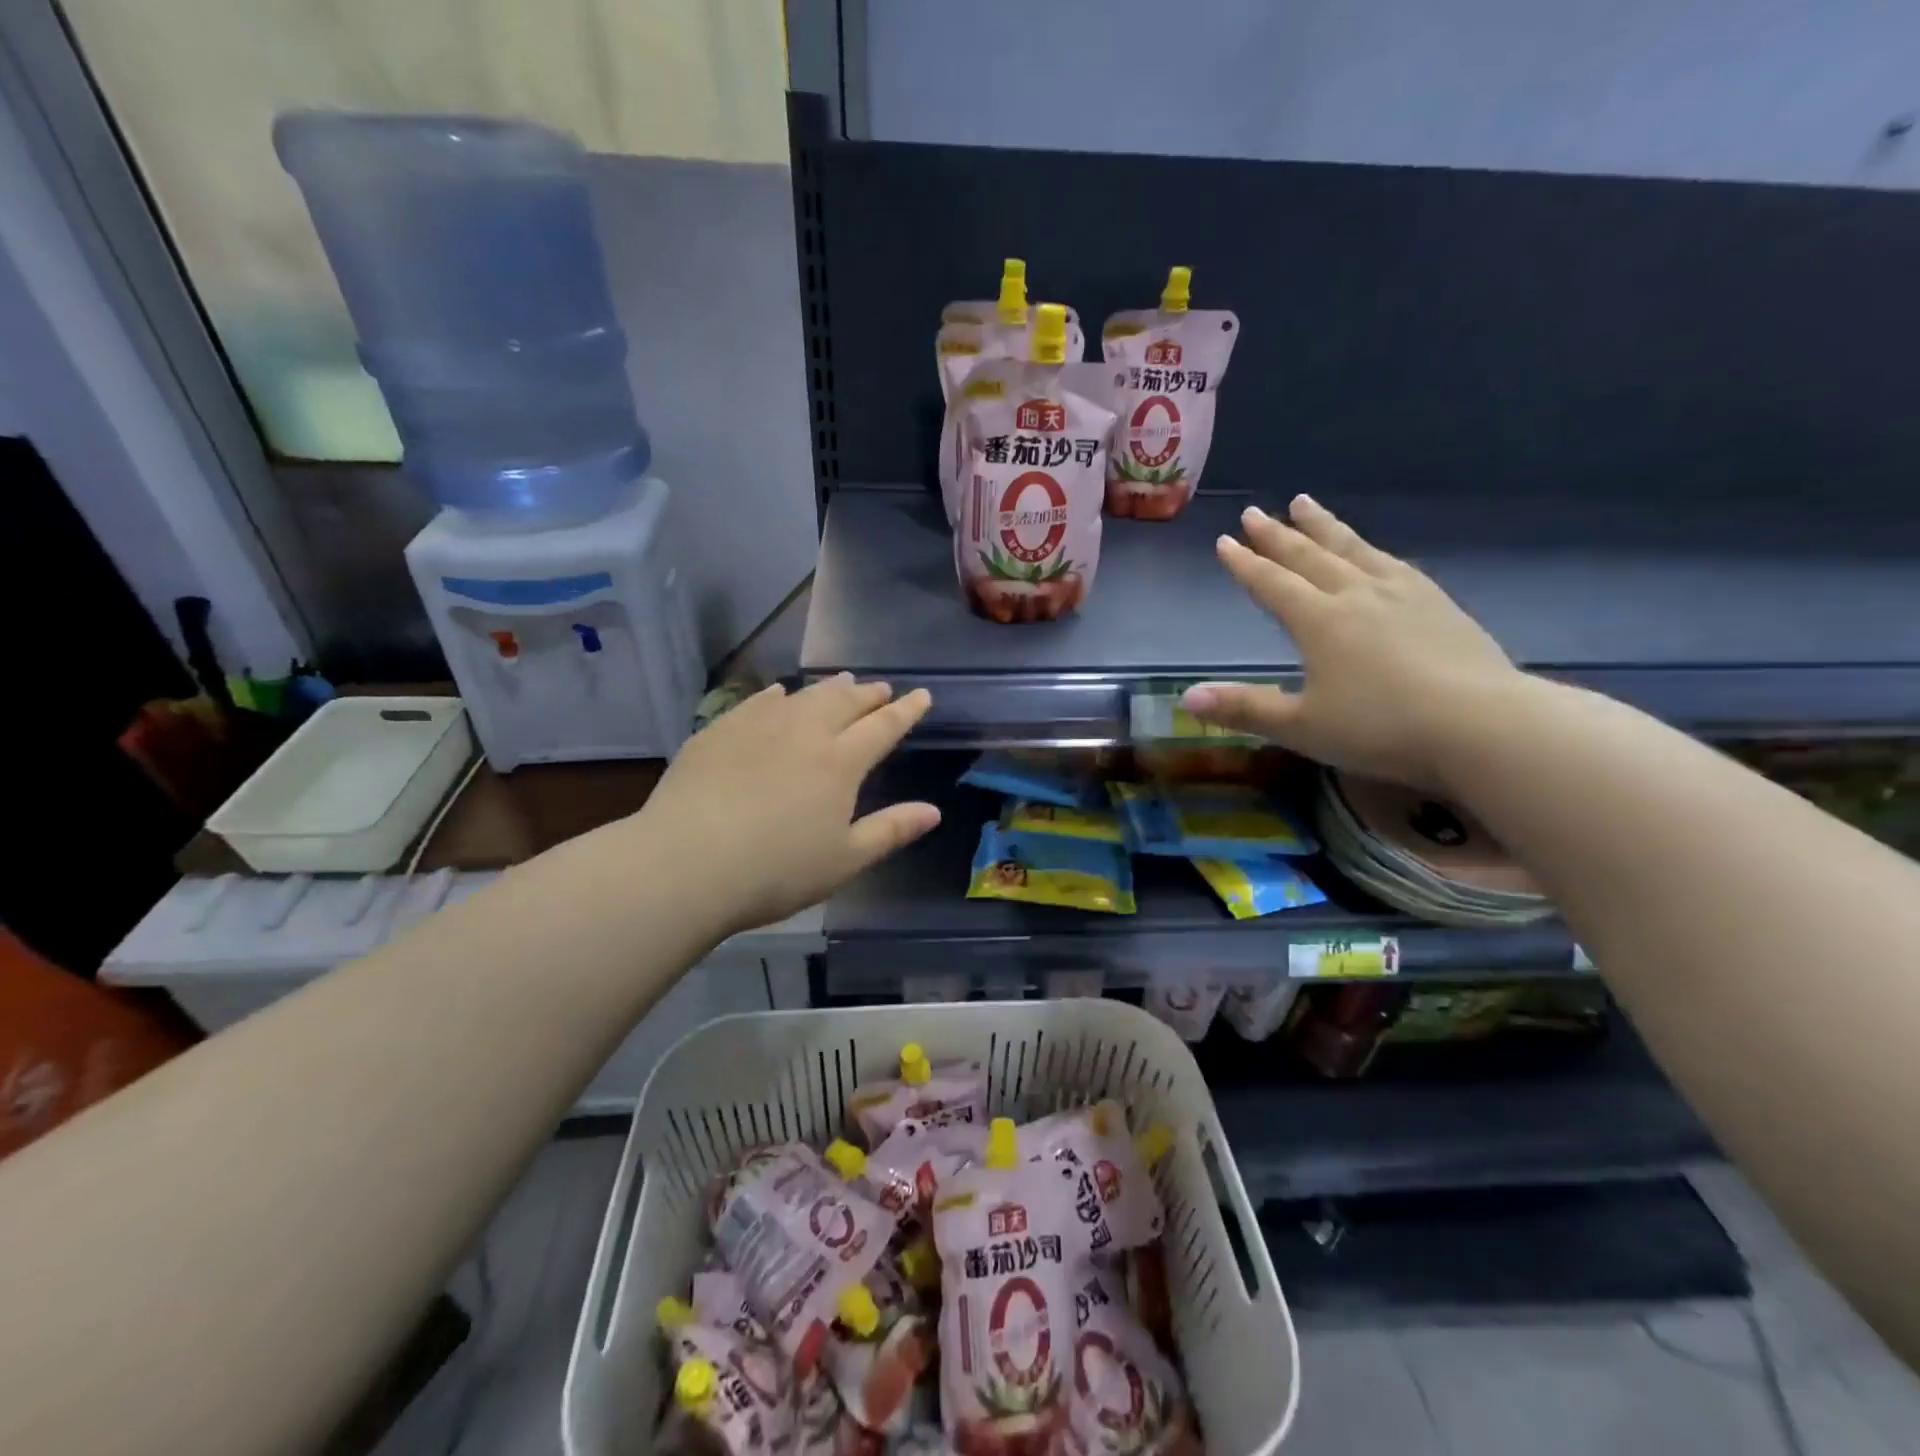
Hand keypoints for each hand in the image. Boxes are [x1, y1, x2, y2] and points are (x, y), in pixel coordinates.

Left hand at [636, 675, 939, 936]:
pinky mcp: (719, 731)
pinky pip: (757, 702)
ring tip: (843, 682)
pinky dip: (777, 694)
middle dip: (869, 694)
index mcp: (840, 762)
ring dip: (828, 688)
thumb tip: (934, 811)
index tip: (922, 694)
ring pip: (803, 696)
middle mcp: (804, 732)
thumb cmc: (776, 870)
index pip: (883, 727)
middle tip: (882, 688)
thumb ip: (891, 830)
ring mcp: (758, 726)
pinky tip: (779, 693)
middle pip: (844, 703)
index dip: (906, 710)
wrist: (686, 864)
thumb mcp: (845, 860)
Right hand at [1181, 496, 1519, 789]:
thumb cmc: (1380, 728)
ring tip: (1305, 503)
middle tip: (1255, 512)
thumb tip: (1185, 698)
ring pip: (1353, 550)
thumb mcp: (1301, 726)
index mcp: (1319, 621)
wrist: (1483, 726)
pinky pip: (1393, 564)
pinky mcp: (1438, 604)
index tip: (1224, 540)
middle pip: (1308, 557)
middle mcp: (1356, 595)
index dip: (1245, 564)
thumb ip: (1244, 708)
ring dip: (1323, 527)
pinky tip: (1373, 552)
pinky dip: (1370, 550)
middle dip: (1277, 535)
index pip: (1272, 584)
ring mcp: (1402, 595)